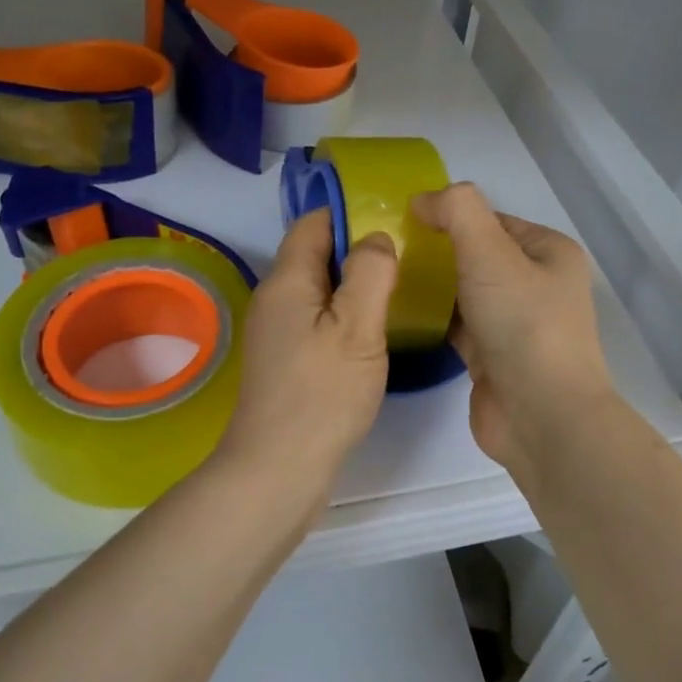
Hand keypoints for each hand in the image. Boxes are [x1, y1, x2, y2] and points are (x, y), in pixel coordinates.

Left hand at [213, 210, 397, 499]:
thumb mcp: (357, 327)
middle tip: (406, 255)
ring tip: (397, 288)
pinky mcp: (285, 360)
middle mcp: (274, 299)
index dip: (349, 213)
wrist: (279, 468)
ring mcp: (276, 332)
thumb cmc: (322, 394)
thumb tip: (376, 237)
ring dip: (352, 284)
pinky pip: (316, 318)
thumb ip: (370, 273)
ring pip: (318, 289)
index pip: (313, 223)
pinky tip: (371, 331)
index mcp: (287, 280)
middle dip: (356, 248)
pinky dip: (343, 314)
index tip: (392, 218)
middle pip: (315, 254)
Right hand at [414, 184, 614, 477]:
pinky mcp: (491, 356)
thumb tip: (423, 200)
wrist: (540, 415)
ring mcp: (514, 323)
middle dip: (435, 250)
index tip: (403, 221)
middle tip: (388, 249)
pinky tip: (397, 310)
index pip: (491, 219)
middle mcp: (536, 284)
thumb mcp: (490, 251)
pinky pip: (456, 324)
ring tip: (384, 275)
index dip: (450, 215)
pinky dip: (431, 316)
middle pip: (475, 254)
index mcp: (548, 252)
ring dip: (431, 284)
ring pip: (464, 290)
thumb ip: (457, 211)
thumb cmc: (522, 323)